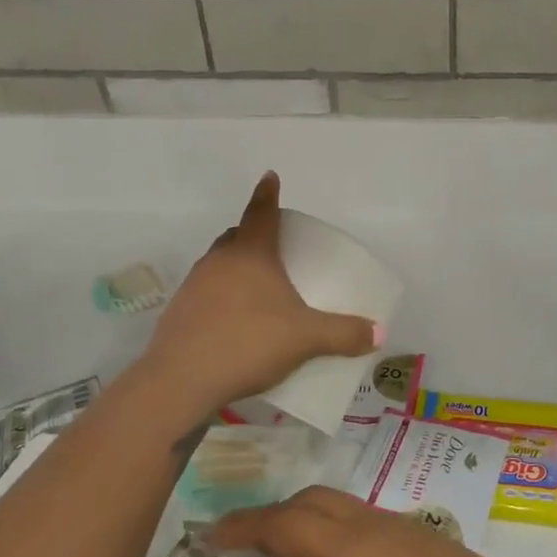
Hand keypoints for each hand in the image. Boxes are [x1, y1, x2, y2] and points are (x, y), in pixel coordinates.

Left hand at [141, 173, 380, 415]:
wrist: (182, 379)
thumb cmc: (249, 342)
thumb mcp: (305, 339)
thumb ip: (343, 334)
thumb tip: (377, 333)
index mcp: (251, 254)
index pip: (261, 213)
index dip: (268, 194)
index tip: (270, 177)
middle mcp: (219, 261)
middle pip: (236, 236)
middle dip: (253, 234)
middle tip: (272, 243)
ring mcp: (194, 285)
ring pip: (218, 263)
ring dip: (235, 266)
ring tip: (257, 287)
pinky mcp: (179, 312)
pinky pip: (206, 291)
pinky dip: (221, 295)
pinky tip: (234, 320)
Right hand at [206, 487, 556, 556]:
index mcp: (354, 553)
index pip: (285, 522)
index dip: (243, 526)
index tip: (208, 537)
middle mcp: (380, 529)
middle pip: (316, 502)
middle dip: (276, 516)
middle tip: (246, 552)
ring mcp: (416, 534)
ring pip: (349, 510)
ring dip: (314, 525)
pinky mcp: (440, 549)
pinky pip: (374, 527)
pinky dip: (345, 538)